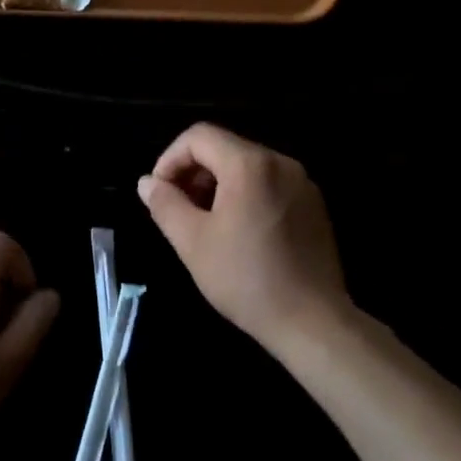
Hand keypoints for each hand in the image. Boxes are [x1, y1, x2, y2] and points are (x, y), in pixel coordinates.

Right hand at [138, 123, 349, 353]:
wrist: (314, 323)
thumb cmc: (247, 280)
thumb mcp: (193, 242)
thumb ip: (165, 204)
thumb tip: (147, 183)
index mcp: (249, 164)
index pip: (198, 136)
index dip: (170, 159)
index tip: (160, 193)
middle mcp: (280, 162)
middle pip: (224, 147)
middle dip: (193, 172)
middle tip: (178, 210)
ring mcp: (302, 182)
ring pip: (247, 166)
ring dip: (218, 184)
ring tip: (205, 223)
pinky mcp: (313, 204)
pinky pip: (269, 183)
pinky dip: (245, 194)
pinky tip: (238, 232)